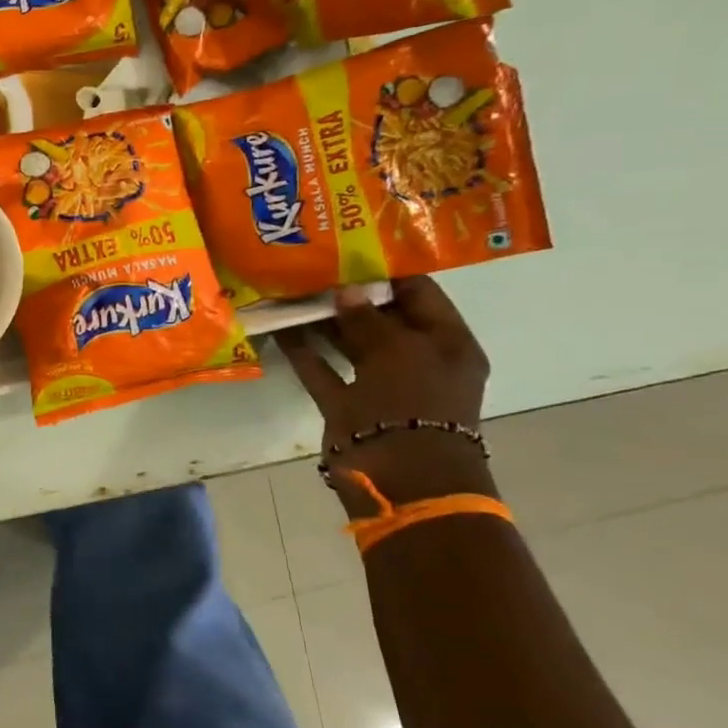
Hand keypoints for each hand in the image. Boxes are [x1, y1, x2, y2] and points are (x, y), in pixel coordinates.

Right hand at [277, 277, 496, 516]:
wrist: (402, 477)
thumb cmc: (414, 404)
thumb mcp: (399, 350)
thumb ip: (369, 318)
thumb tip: (345, 292)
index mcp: (447, 344)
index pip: (419, 294)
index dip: (387, 272)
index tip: (348, 250)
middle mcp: (416, 360)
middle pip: (380, 318)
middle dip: (348, 295)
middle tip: (310, 268)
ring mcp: (380, 384)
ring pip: (348, 343)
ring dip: (321, 321)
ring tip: (289, 292)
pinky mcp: (347, 405)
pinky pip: (323, 370)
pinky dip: (304, 351)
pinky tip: (279, 328)